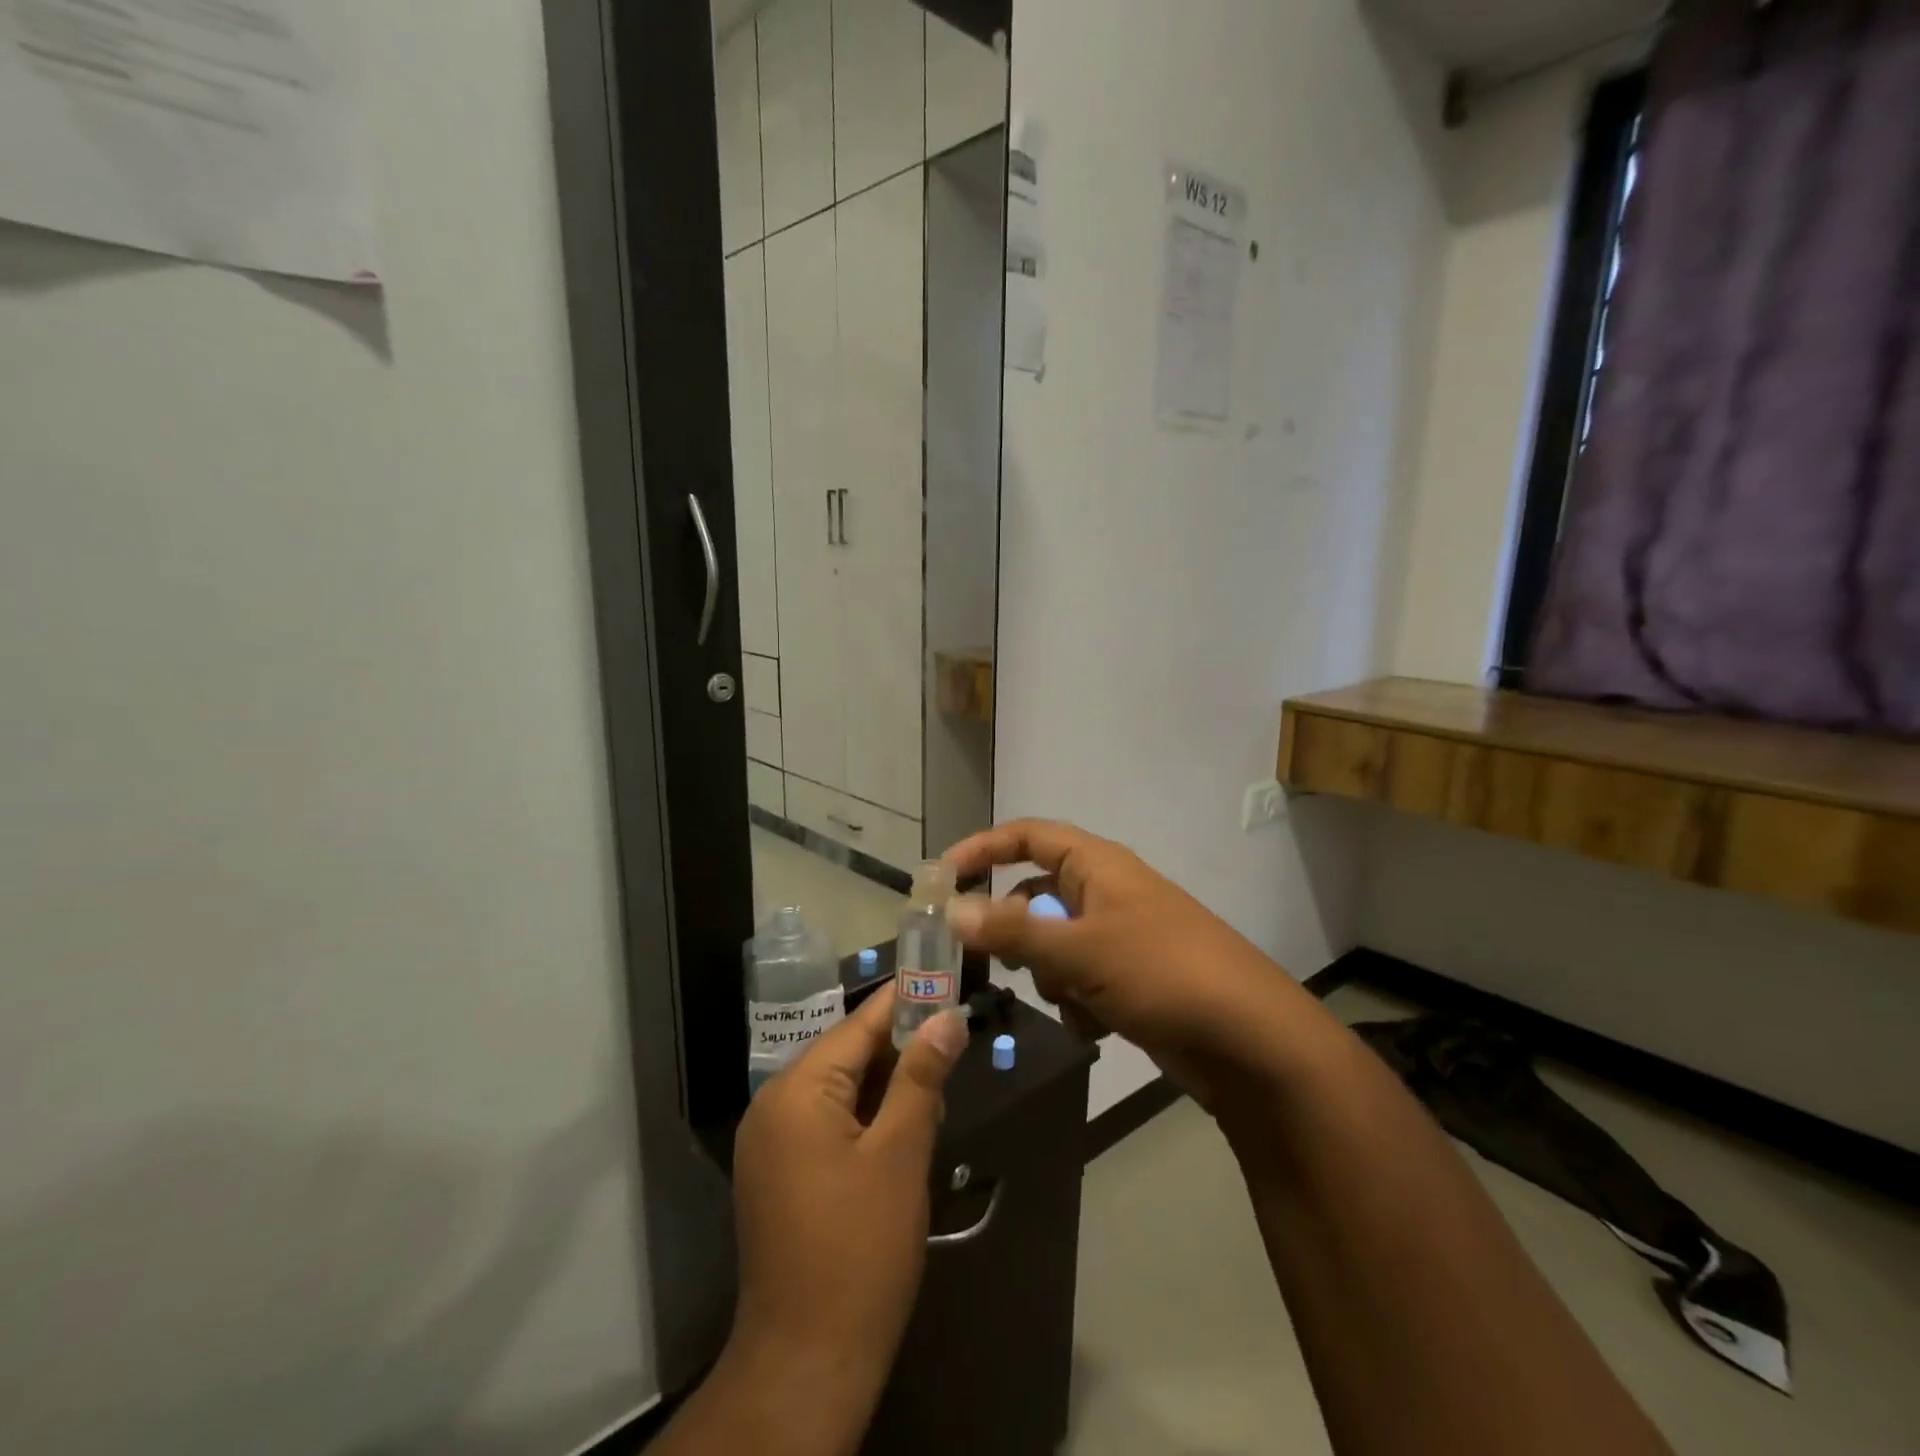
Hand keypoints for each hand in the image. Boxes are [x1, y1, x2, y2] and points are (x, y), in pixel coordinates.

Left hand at [728, 986, 968, 1411]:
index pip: (859, 1025)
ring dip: (887, 1083)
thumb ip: (922, 1076)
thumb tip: (947, 1016)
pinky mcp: (778, 1173)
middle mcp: (774, 1104)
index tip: (944, 976)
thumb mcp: (901, 1154)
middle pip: (847, 1053)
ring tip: (938, 1080)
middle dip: (900, 1046)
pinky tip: (905, 1124)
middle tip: (953, 1037)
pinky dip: (866, 1115)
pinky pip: (827, 1120)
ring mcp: (771, 1142)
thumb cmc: (860, 1250)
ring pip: (840, 1088)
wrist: (806, 1364)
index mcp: (797, 1090)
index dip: (904, 1000)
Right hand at [943, 819, 1305, 1110]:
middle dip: (1017, 933)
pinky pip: (1081, 980)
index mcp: (1097, 865)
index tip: (941, 879)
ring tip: (1074, 999)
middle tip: (993, 964)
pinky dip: (1079, 1002)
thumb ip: (1011, 931)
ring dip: (1052, 975)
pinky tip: (1098, 1026)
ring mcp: (1121, 936)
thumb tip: (952, 911)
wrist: (1250, 1041)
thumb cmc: (1162, 973)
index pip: (1027, 836)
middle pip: (1035, 897)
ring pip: (1055, 945)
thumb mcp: (1079, 950)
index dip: (983, 849)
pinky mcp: (1132, 979)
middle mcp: (1106, 892)